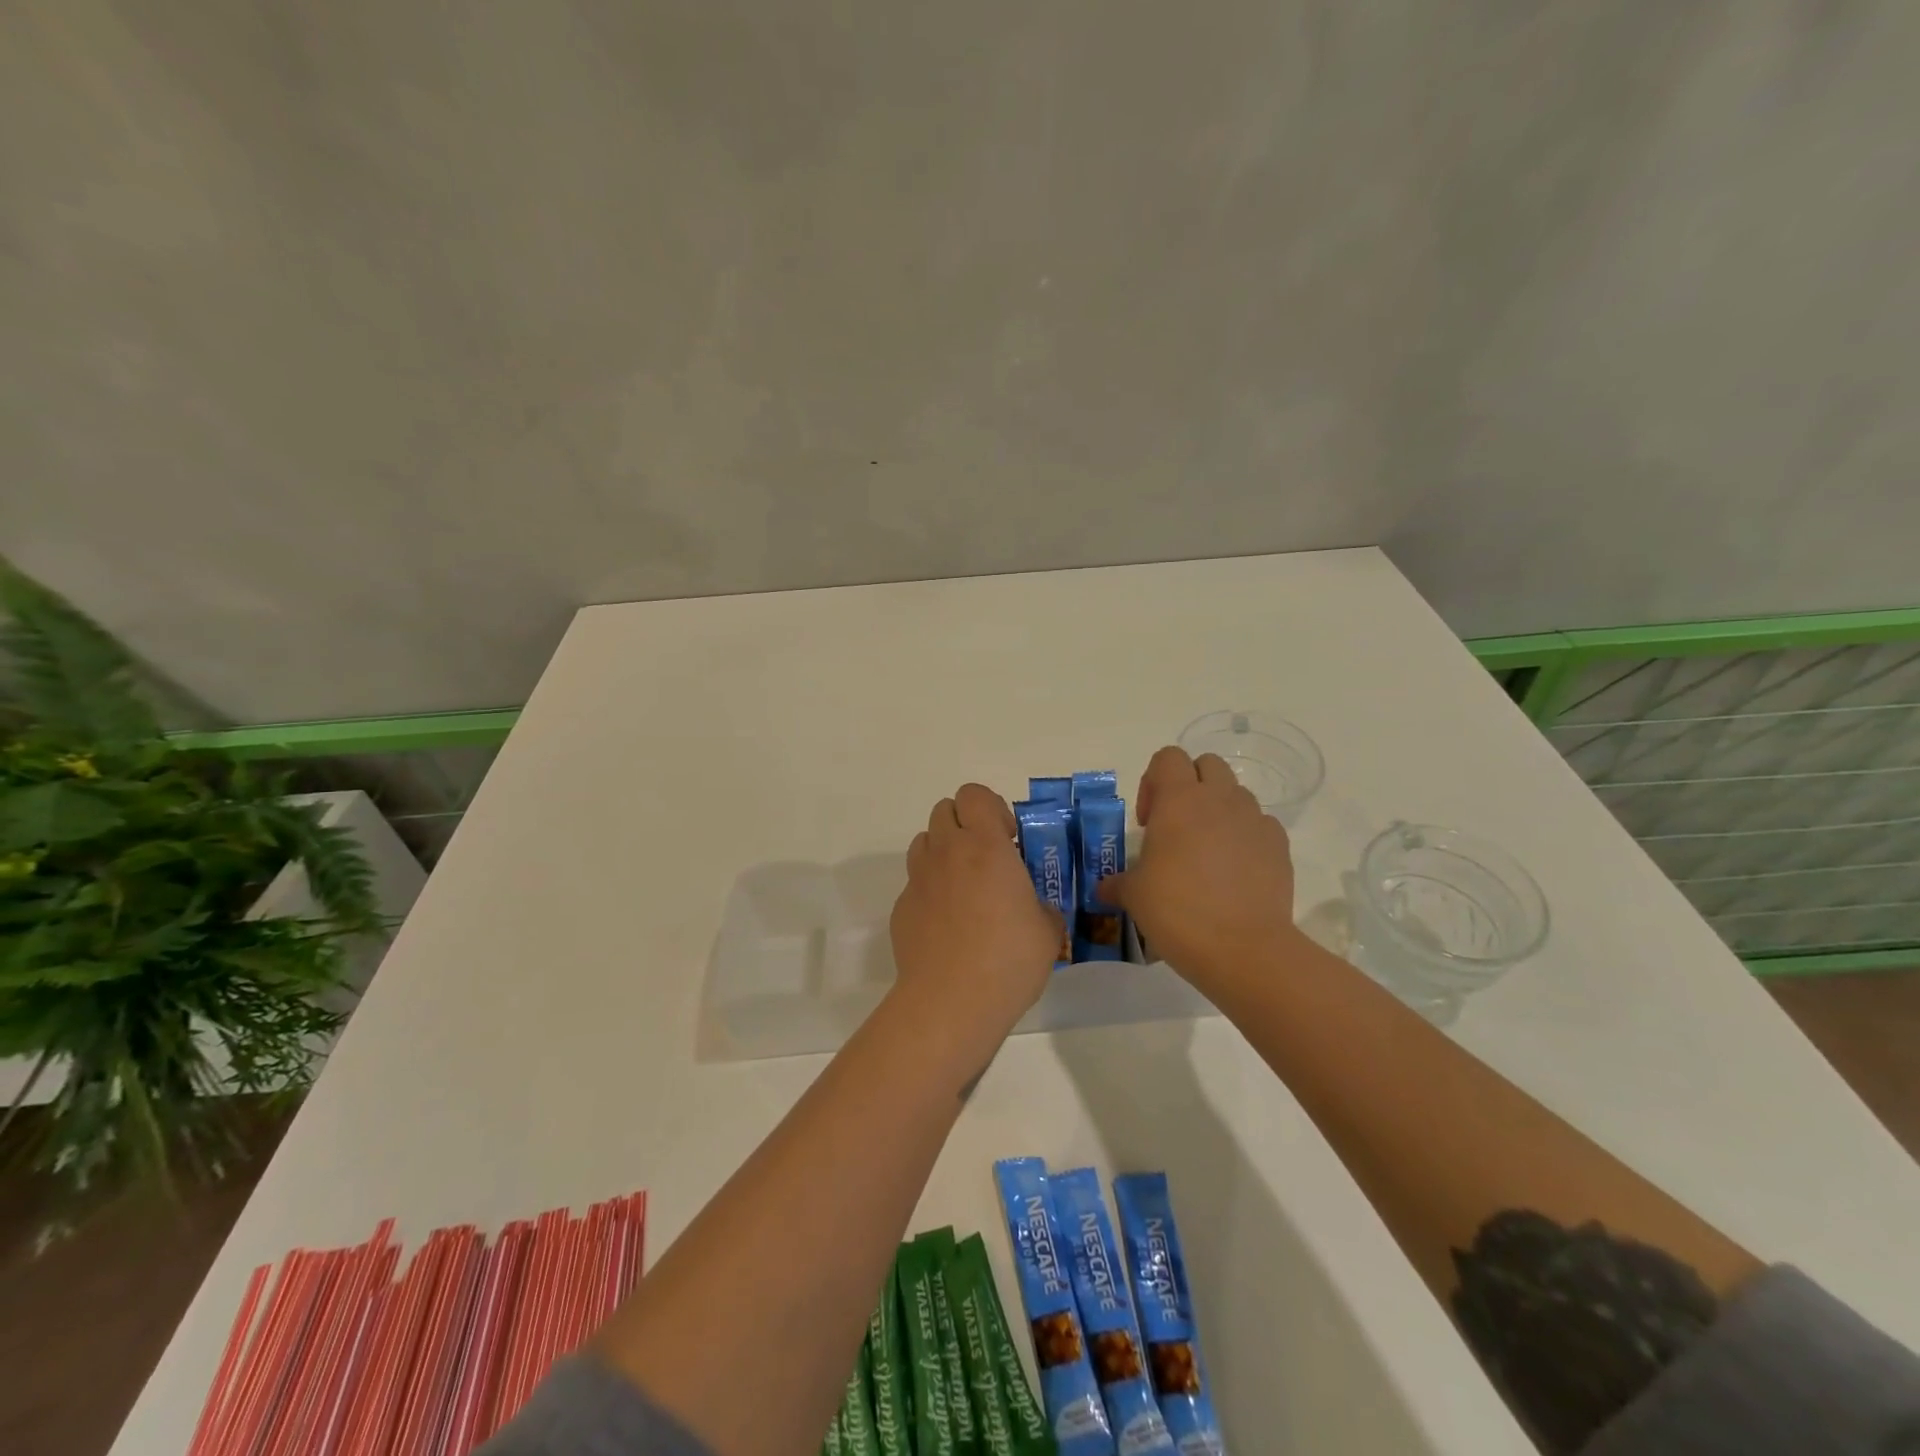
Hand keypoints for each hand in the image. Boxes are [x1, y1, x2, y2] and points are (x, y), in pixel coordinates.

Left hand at [889, 783, 1061, 1039]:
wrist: (950, 1002)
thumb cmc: (1008, 960)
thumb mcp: (1047, 931)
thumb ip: (1041, 907)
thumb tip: (1033, 909)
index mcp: (985, 846)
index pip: (974, 794)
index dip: (991, 807)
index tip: (1008, 837)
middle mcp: (947, 852)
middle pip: (944, 810)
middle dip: (965, 824)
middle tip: (987, 858)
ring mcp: (919, 879)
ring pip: (925, 841)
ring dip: (944, 851)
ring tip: (965, 886)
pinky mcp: (901, 907)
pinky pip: (916, 882)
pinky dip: (931, 889)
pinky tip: (947, 924)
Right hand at [1096, 746, 1300, 990]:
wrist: (1244, 949)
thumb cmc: (1177, 911)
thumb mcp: (1134, 896)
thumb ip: (1117, 883)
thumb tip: (1104, 888)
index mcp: (1178, 800)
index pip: (1167, 758)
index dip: (1153, 782)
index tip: (1148, 821)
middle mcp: (1219, 799)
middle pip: (1206, 765)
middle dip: (1190, 786)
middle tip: (1176, 827)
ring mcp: (1254, 820)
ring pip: (1236, 794)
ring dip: (1219, 811)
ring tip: (1207, 852)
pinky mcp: (1280, 846)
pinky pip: (1260, 825)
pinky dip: (1246, 837)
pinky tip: (1235, 872)